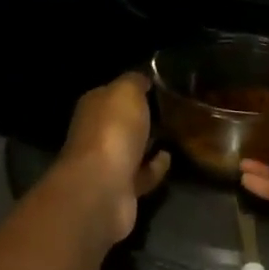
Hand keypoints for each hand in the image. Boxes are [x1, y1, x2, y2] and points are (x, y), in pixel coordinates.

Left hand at [52, 71, 171, 245]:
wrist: (102, 188)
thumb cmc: (113, 131)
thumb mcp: (126, 92)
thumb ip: (135, 82)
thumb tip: (142, 80)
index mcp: (93, 106)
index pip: (112, 92)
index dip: (132, 88)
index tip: (158, 86)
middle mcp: (96, 133)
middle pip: (120, 121)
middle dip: (140, 117)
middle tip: (171, 109)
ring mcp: (107, 163)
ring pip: (131, 148)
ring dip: (148, 142)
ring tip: (175, 132)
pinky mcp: (122, 189)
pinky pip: (142, 173)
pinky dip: (155, 166)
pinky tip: (169, 157)